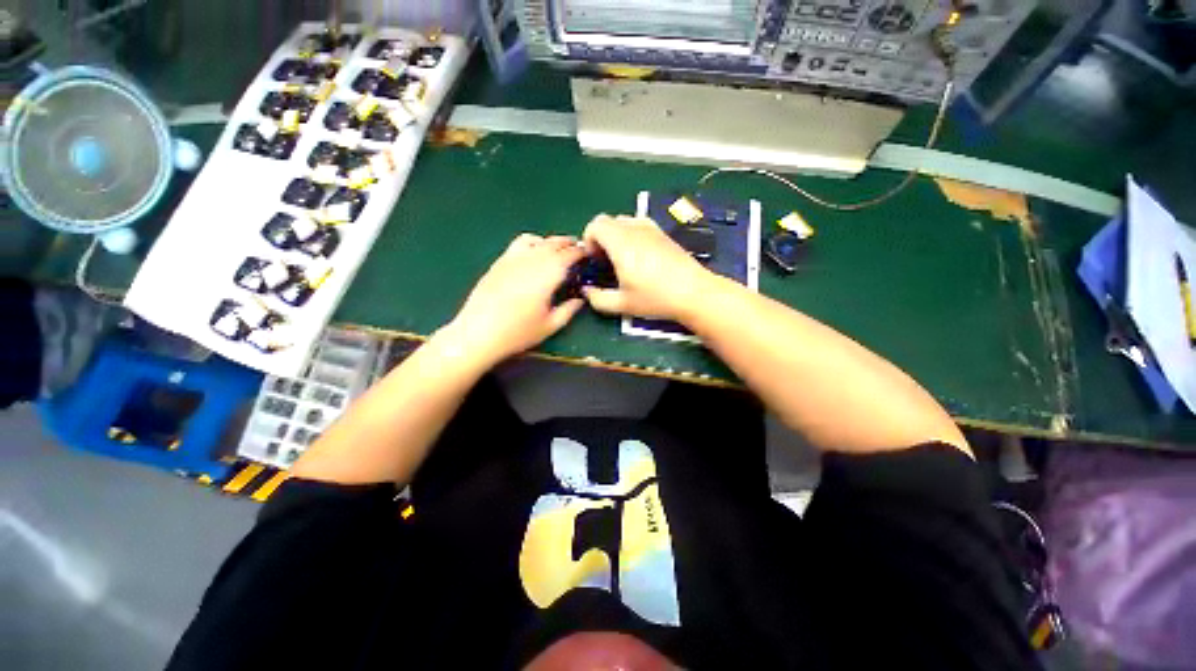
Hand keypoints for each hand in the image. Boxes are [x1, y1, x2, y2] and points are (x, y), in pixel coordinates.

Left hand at [443, 233, 585, 365]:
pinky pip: (519, 244)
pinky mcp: (499, 262)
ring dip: (550, 241)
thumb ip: (569, 310)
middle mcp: (532, 260)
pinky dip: (532, 243)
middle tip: (577, 247)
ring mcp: (513, 259)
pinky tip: (532, 253)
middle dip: (568, 243)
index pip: (569, 255)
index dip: (581, 252)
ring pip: (536, 240)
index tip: (588, 253)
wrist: (478, 333)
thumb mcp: (550, 325)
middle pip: (553, 243)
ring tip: (556, 248)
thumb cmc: (518, 332)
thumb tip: (580, 300)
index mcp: (548, 274)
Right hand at [581, 214, 713, 320]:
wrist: (694, 292)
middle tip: (606, 261)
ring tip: (622, 259)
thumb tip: (587, 292)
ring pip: (624, 221)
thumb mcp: (623, 305)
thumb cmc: (656, 298)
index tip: (595, 260)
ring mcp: (651, 229)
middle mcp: (635, 230)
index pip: (595, 224)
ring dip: (616, 236)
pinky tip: (640, 256)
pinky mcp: (663, 234)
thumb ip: (598, 299)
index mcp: (621, 243)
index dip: (589, 240)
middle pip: (608, 221)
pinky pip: (639, 225)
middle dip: (601, 238)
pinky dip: (631, 235)